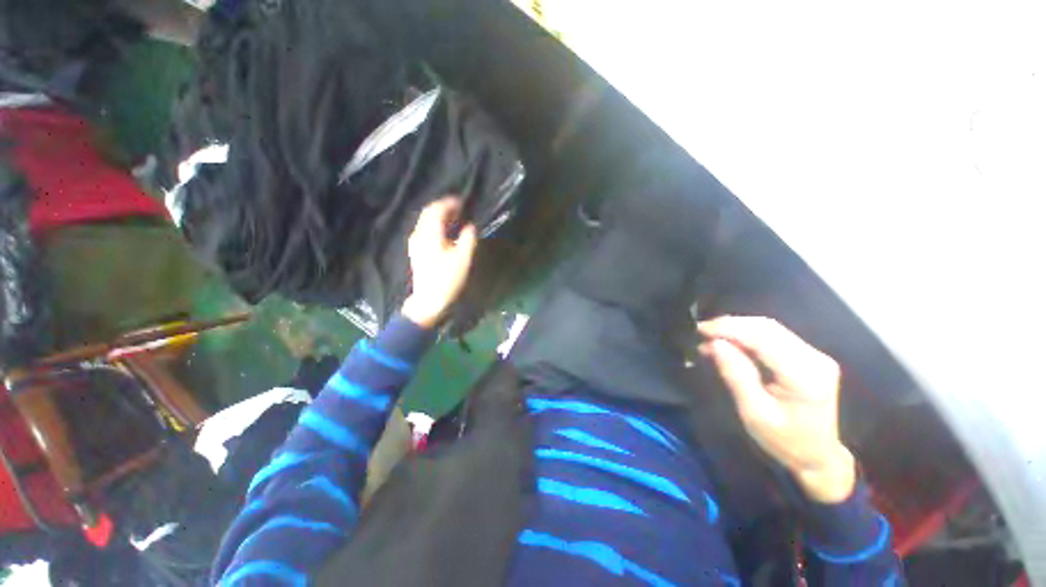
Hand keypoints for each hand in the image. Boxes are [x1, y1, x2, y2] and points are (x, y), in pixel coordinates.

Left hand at [401, 198, 478, 328]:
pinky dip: (436, 226)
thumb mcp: (462, 259)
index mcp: (430, 235)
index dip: (449, 203)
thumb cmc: (447, 280)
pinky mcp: (417, 252)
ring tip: (455, 218)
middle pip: (429, 214)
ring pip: (426, 222)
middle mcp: (419, 235)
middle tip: (460, 208)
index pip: (436, 210)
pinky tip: (446, 232)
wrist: (429, 301)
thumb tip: (470, 226)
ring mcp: (416, 244)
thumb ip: (467, 239)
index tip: (462, 201)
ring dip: (440, 217)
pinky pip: (425, 231)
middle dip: (444, 208)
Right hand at [698, 316, 855, 502]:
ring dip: (737, 328)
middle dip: (730, 325)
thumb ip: (736, 375)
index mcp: (804, 376)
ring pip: (769, 328)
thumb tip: (714, 343)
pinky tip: (730, 340)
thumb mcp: (754, 413)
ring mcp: (814, 355)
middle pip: (767, 327)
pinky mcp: (808, 356)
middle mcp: (814, 359)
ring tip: (711, 335)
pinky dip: (747, 334)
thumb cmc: (784, 441)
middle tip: (701, 331)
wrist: (818, 457)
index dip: (729, 328)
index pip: (763, 338)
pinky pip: (773, 336)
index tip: (700, 329)